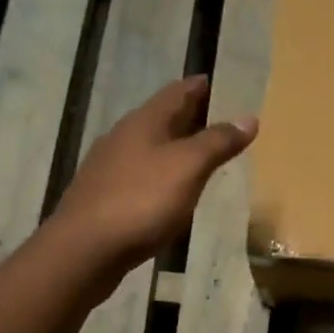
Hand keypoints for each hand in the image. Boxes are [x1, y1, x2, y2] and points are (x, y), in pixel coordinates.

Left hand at [50, 75, 257, 286]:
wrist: (84, 250)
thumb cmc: (141, 200)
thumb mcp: (188, 167)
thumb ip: (218, 142)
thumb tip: (249, 118)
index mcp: (144, 122)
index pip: (177, 92)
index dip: (199, 86)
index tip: (219, 82)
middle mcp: (123, 137)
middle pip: (162, 118)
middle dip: (190, 116)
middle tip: (220, 119)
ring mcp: (109, 168)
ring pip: (149, 147)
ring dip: (175, 146)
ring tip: (201, 154)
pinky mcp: (103, 197)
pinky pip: (140, 174)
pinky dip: (161, 174)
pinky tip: (171, 189)